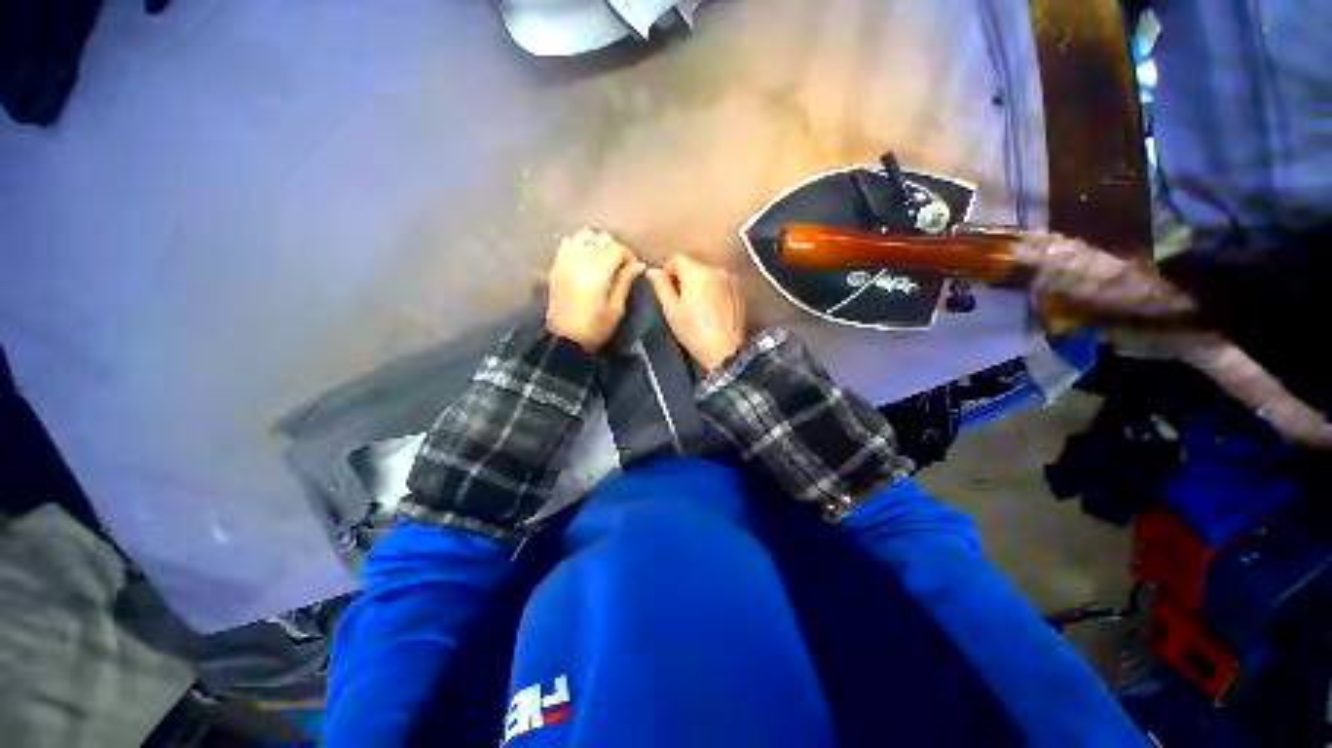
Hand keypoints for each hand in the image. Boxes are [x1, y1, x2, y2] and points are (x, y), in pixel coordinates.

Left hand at [546, 229, 645, 352]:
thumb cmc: (595, 327)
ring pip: (583, 236)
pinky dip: (578, 245)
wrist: (565, 339)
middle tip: (619, 265)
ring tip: (601, 260)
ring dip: (595, 244)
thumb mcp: (616, 308)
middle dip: (614, 249)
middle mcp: (579, 260)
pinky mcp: (556, 266)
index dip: (629, 256)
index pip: (617, 249)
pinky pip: (567, 243)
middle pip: (601, 238)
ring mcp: (565, 261)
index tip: (634, 269)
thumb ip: (626, 281)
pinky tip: (584, 259)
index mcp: (597, 272)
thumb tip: (639, 265)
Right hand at [647, 255, 746, 371]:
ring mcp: (729, 279)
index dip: (667, 271)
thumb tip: (651, 271)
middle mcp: (715, 269)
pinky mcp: (738, 290)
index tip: (665, 289)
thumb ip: (661, 287)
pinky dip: (712, 290)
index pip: (676, 259)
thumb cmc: (694, 332)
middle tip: (679, 302)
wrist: (726, 350)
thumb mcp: (672, 311)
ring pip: (707, 274)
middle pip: (693, 266)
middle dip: (684, 279)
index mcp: (696, 272)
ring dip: (699, 284)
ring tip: (696, 307)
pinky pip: (720, 282)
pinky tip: (711, 309)